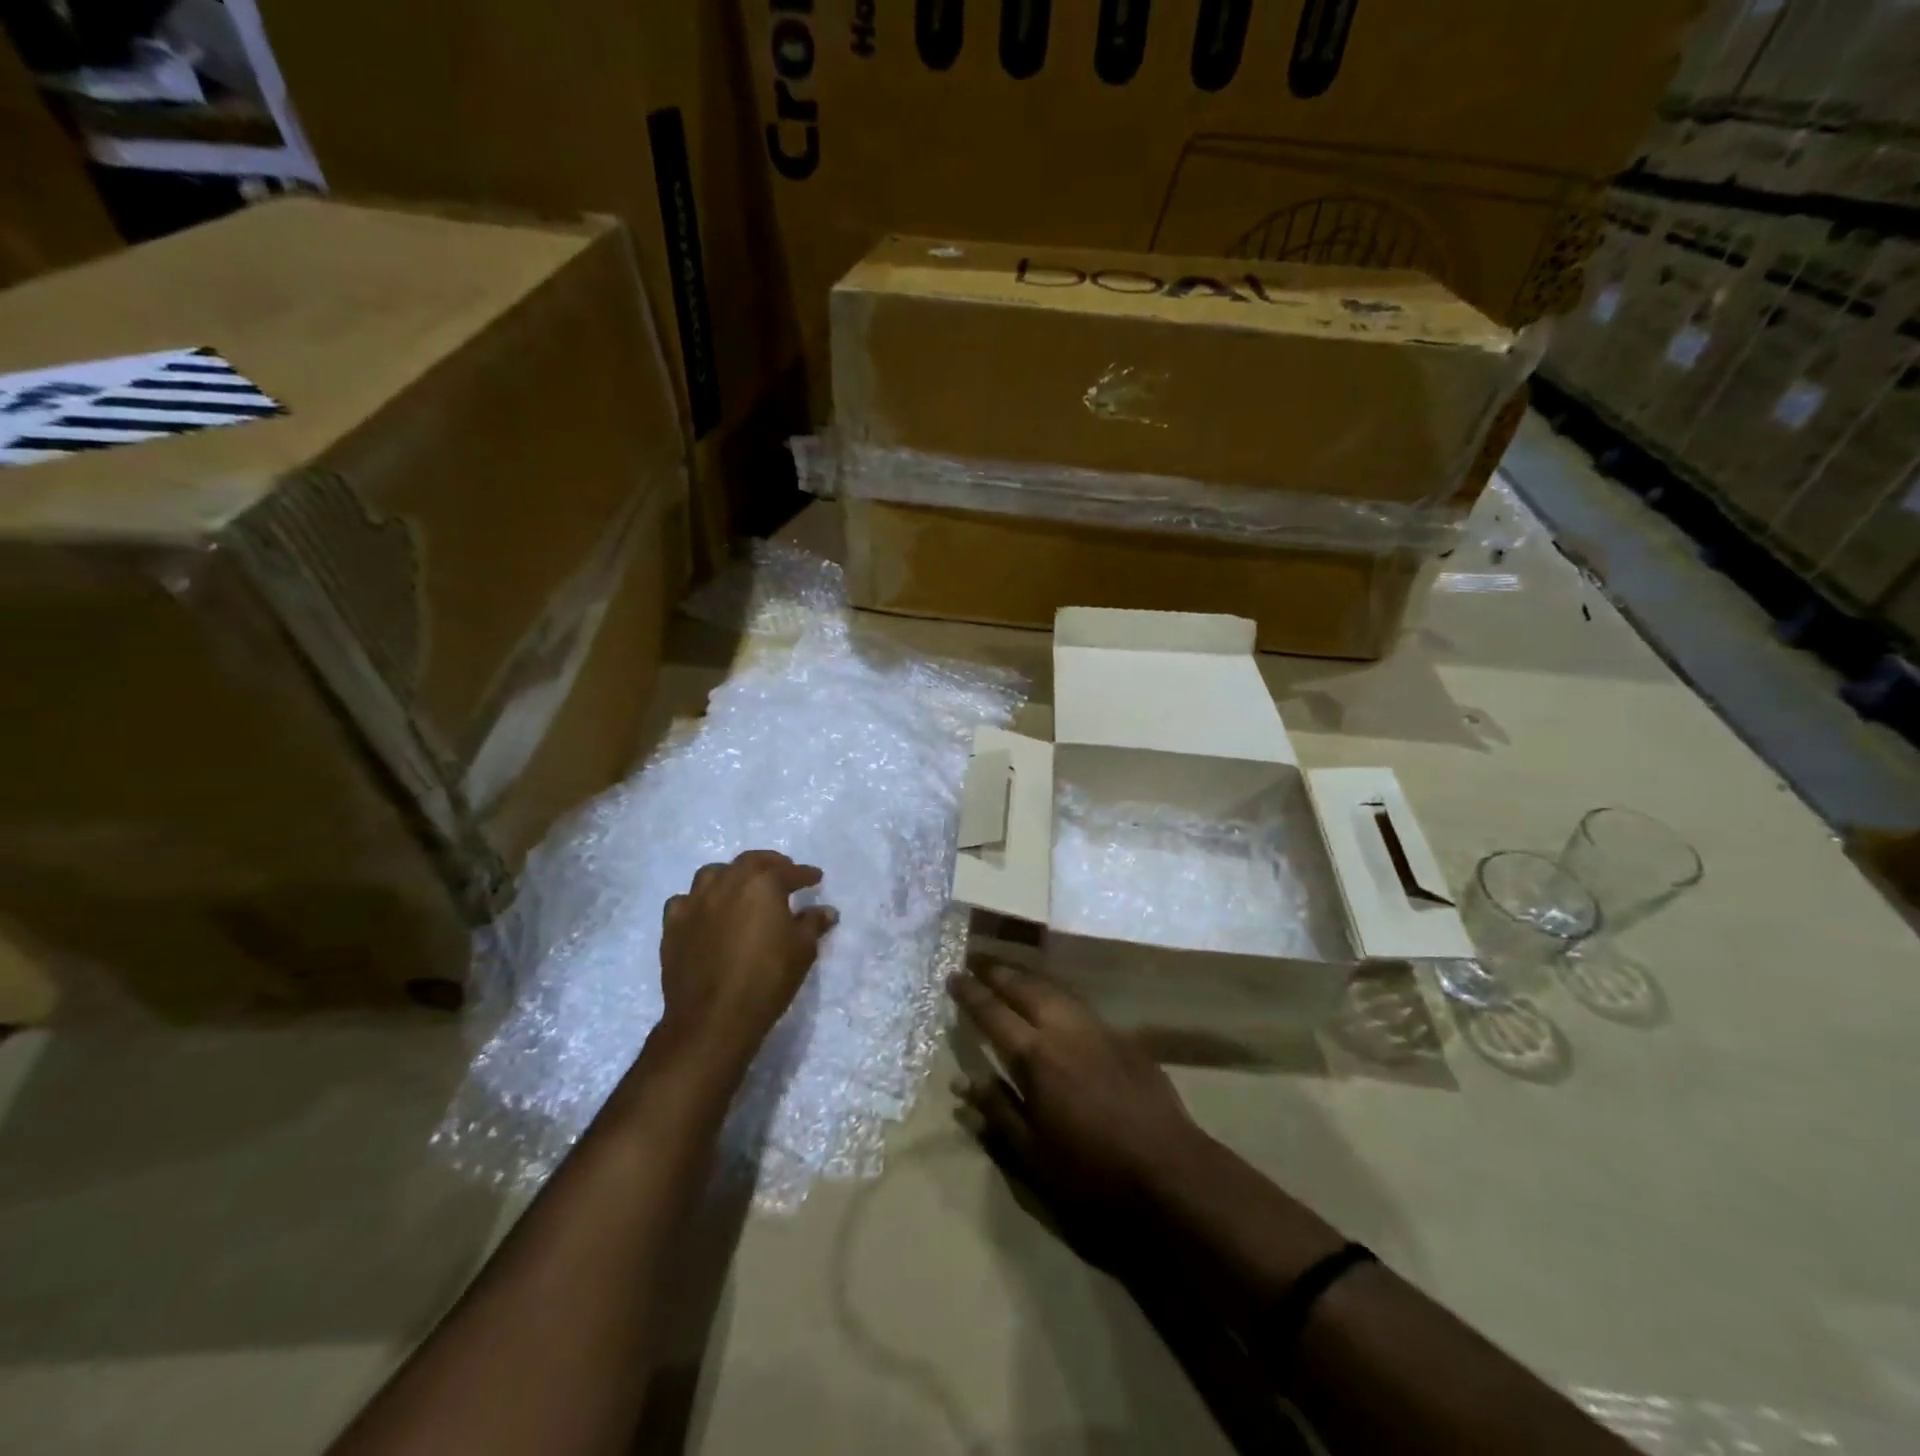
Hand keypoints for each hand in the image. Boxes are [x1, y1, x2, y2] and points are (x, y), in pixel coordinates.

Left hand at [659, 851, 837, 1078]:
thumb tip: (826, 911)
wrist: (713, 1018)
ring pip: (713, 874)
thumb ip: (813, 924)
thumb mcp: (802, 951)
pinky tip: (705, 913)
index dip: (804, 874)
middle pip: (749, 862)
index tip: (815, 878)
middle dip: (769, 864)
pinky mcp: (673, 925)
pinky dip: (698, 901)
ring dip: (730, 876)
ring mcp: (695, 902)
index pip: (789, 871)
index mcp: (762, 884)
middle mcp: (727, 883)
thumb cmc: (767, 979)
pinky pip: (685, 901)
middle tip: (781, 873)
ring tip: (740, 888)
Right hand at [948, 961, 1210, 1272]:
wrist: (1170, 1172)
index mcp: (1036, 1057)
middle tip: (976, 961)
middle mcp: (1064, 1030)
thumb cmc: (1092, 1173)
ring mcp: (1098, 1029)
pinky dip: (1057, 992)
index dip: (971, 994)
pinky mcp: (1123, 1037)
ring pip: (1056, 988)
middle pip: (1026, 988)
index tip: (953, 976)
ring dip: (1028, 976)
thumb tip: (964, 1083)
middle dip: (998, 972)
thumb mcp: (1032, 1155)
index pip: (994, 1013)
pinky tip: (1055, 999)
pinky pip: (1080, 1003)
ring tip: (1010, 971)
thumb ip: (998, 1112)